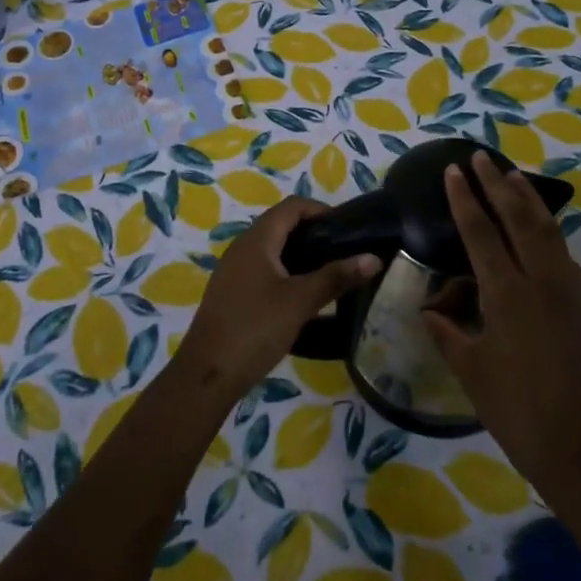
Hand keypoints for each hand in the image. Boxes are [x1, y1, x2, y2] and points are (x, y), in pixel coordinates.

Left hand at [177, 196, 379, 396]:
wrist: (207, 374)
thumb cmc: (255, 329)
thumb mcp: (300, 302)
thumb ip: (336, 277)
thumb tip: (373, 258)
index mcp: (257, 240)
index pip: (292, 207)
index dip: (321, 210)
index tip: (348, 229)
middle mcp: (242, 247)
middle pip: (282, 225)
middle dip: (314, 233)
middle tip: (344, 252)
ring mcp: (234, 270)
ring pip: (273, 249)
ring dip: (301, 254)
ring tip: (330, 273)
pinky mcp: (233, 292)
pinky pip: (264, 269)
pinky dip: (287, 272)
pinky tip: (303, 295)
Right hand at [424, 151, 580, 490]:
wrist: (578, 443)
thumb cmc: (514, 408)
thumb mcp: (469, 369)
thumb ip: (447, 330)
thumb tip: (431, 308)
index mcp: (506, 293)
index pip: (480, 232)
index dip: (464, 199)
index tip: (452, 171)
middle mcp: (540, 280)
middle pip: (517, 218)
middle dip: (496, 184)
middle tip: (479, 156)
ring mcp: (567, 289)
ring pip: (546, 229)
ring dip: (526, 199)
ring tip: (511, 175)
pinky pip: (562, 251)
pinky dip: (547, 228)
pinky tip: (539, 225)